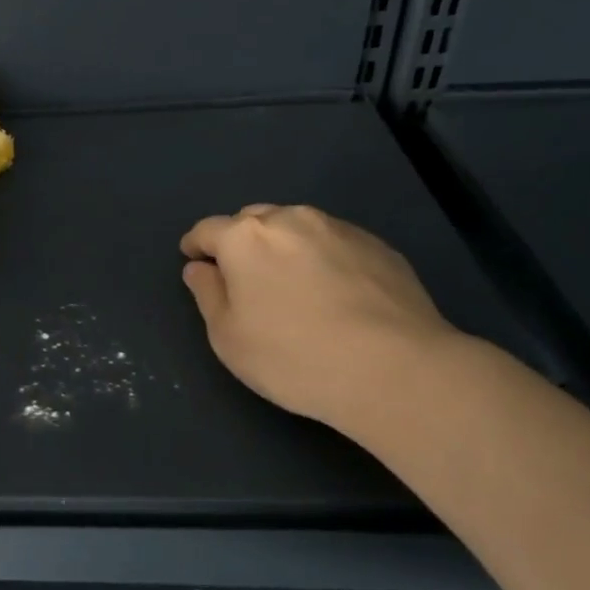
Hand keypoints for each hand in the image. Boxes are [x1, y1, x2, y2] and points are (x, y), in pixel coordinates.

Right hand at [179, 204, 459, 430]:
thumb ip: (207, 294)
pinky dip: (322, 258)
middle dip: (241, 241)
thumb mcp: (228, 337)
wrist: (395, 370)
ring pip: (297, 227)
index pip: (207, 230)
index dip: (196, 245)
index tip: (194, 260)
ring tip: (291, 283)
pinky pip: (334, 243)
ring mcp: (339, 229)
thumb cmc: (293, 356)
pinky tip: (333, 293)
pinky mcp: (378, 246)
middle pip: (253, 220)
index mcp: (245, 237)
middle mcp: (290, 219)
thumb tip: (200, 269)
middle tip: (243, 276)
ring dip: (283, 246)